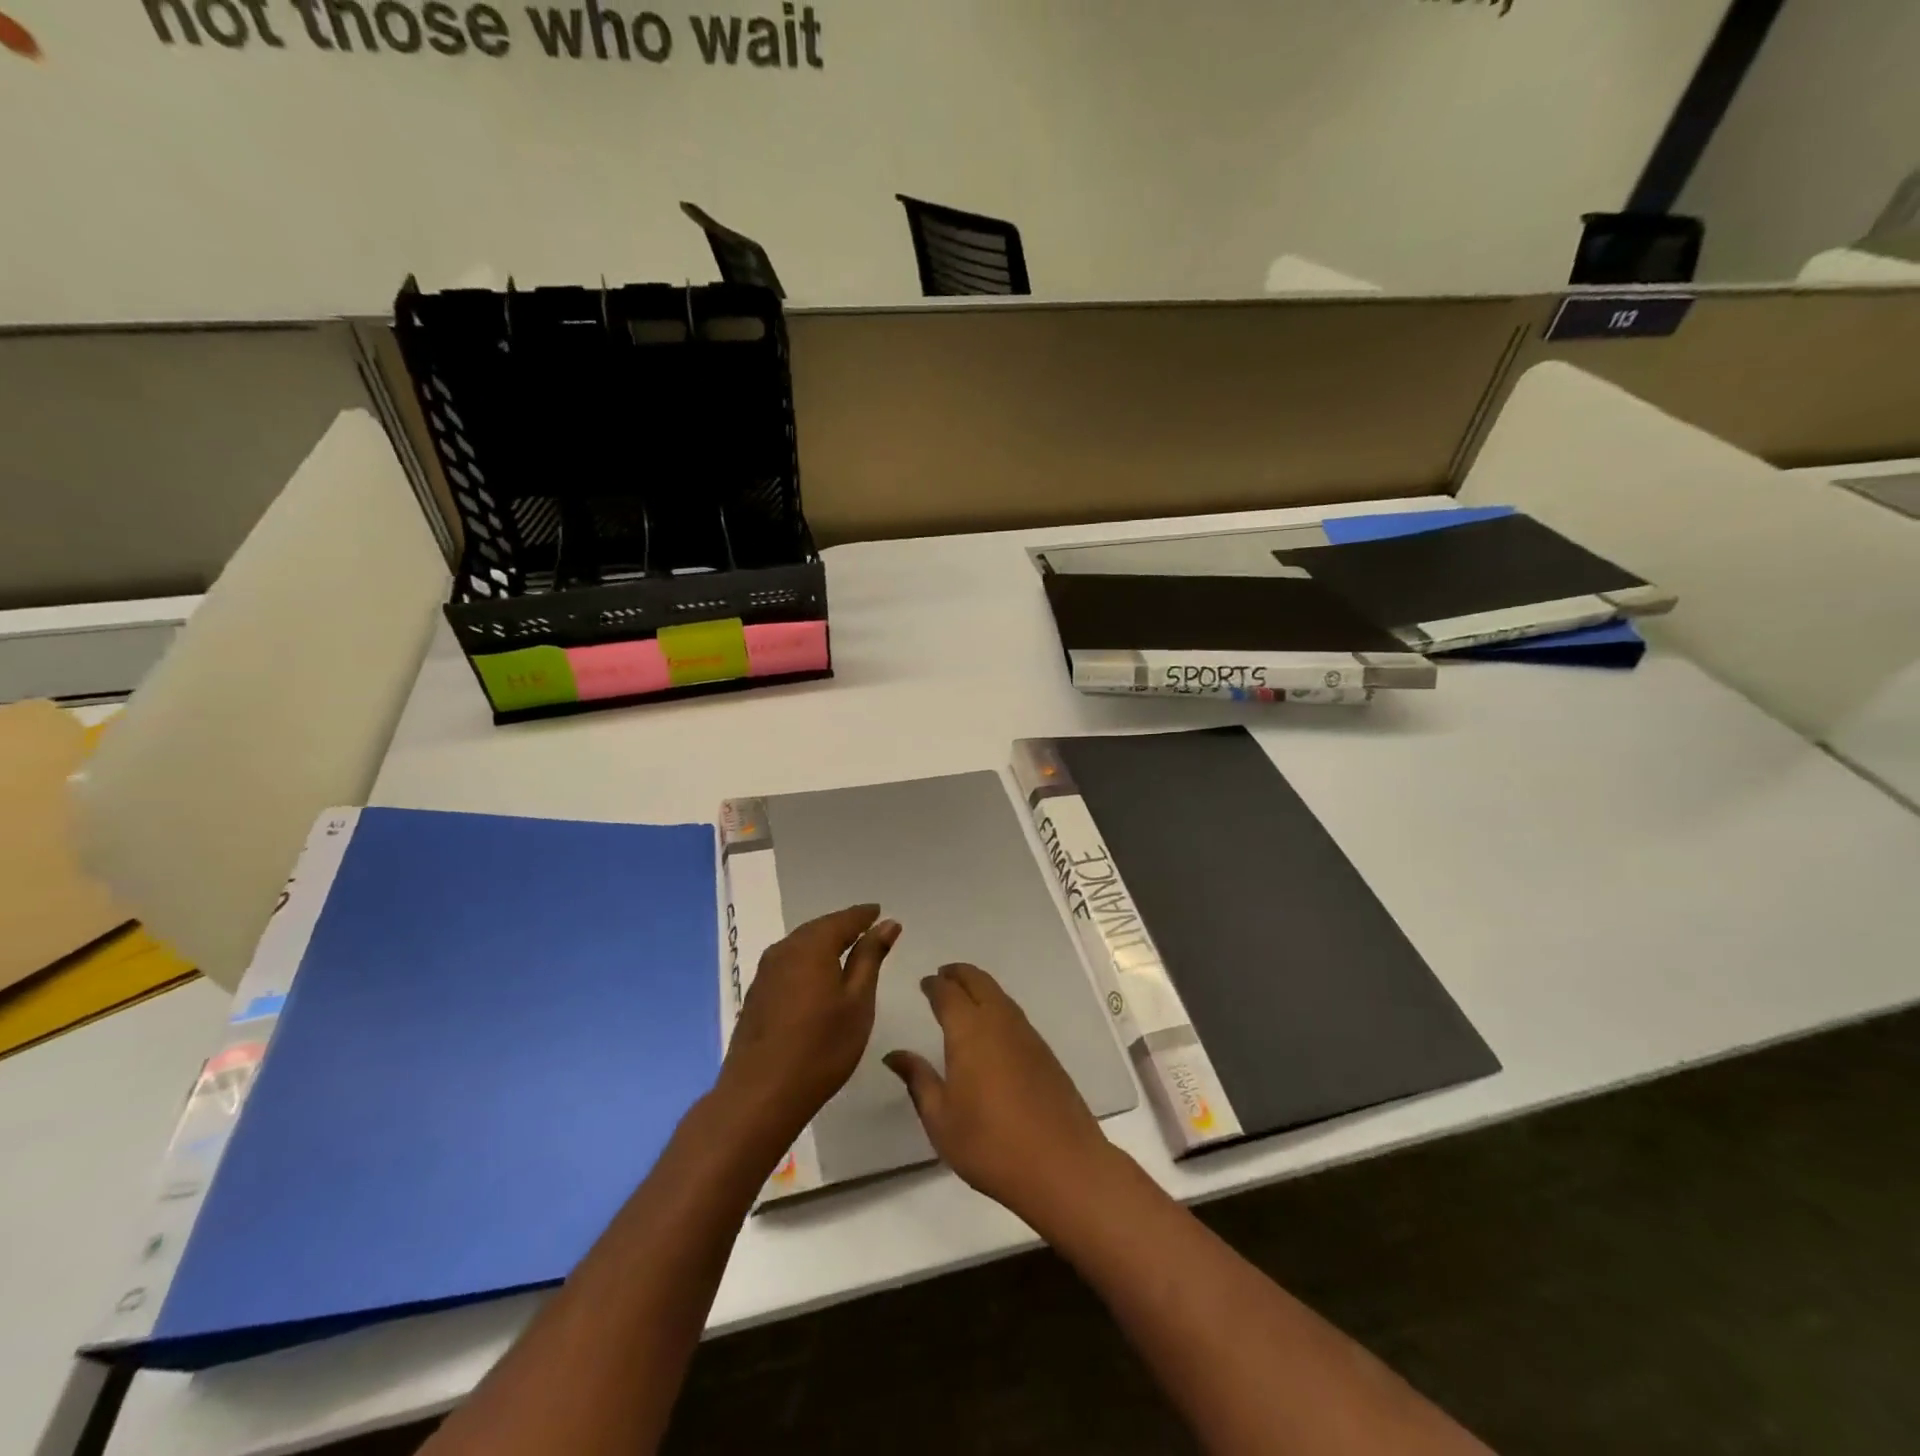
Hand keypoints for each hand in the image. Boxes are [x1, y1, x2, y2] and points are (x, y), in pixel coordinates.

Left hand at [717, 904, 900, 1149]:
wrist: (760, 1095)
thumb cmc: (821, 1048)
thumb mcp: (858, 1001)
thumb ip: (870, 957)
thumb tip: (886, 923)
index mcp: (811, 947)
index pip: (843, 920)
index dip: (863, 915)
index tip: (880, 912)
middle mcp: (784, 951)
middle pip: (818, 929)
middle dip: (843, 926)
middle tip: (867, 928)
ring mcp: (765, 973)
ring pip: (800, 945)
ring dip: (823, 944)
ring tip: (846, 951)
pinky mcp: (756, 995)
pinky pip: (788, 963)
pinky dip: (808, 961)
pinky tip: (817, 977)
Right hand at [884, 963, 1115, 1221]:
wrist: (1061, 1164)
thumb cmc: (990, 1144)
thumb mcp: (941, 1119)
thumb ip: (918, 1080)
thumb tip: (894, 1055)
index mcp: (969, 1031)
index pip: (948, 993)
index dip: (934, 985)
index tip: (924, 982)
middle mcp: (999, 1022)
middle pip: (978, 982)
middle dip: (959, 974)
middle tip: (943, 975)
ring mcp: (1027, 1035)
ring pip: (1000, 995)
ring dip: (980, 986)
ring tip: (964, 994)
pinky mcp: (1045, 1052)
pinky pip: (1014, 1013)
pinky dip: (997, 1005)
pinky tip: (992, 1024)